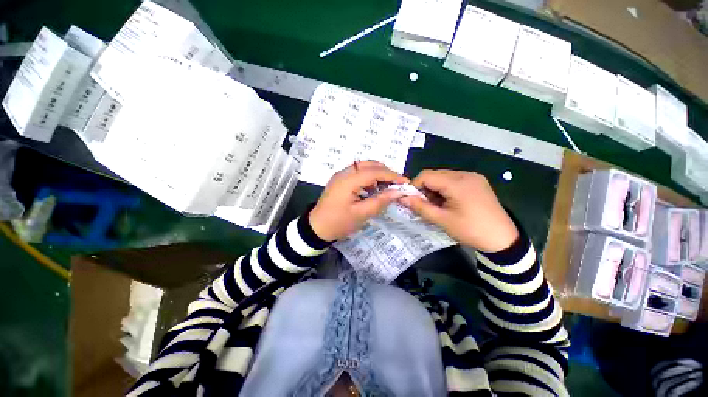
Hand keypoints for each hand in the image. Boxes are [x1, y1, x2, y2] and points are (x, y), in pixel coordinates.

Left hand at [309, 161, 409, 241]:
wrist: (316, 228)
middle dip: (385, 172)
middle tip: (397, 184)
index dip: (392, 175)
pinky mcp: (340, 180)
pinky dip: (369, 177)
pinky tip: (374, 188)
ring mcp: (341, 175)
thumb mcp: (361, 214)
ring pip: (364, 167)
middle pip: (369, 164)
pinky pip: (358, 173)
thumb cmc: (338, 223)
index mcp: (348, 180)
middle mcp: (344, 173)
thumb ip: (380, 201)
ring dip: (377, 174)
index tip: (405, 182)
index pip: (374, 171)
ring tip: (388, 186)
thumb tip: (398, 192)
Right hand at [400, 170, 517, 251]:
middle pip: (435, 174)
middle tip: (425, 204)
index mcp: (457, 183)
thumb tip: (402, 198)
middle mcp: (465, 174)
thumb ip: (420, 207)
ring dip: (435, 188)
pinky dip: (445, 188)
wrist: (503, 239)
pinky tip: (448, 201)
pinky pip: (454, 180)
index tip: (413, 200)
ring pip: (443, 177)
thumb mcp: (442, 220)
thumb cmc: (470, 230)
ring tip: (438, 205)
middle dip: (425, 188)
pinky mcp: (477, 181)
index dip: (414, 186)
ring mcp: (473, 177)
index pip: (426, 175)